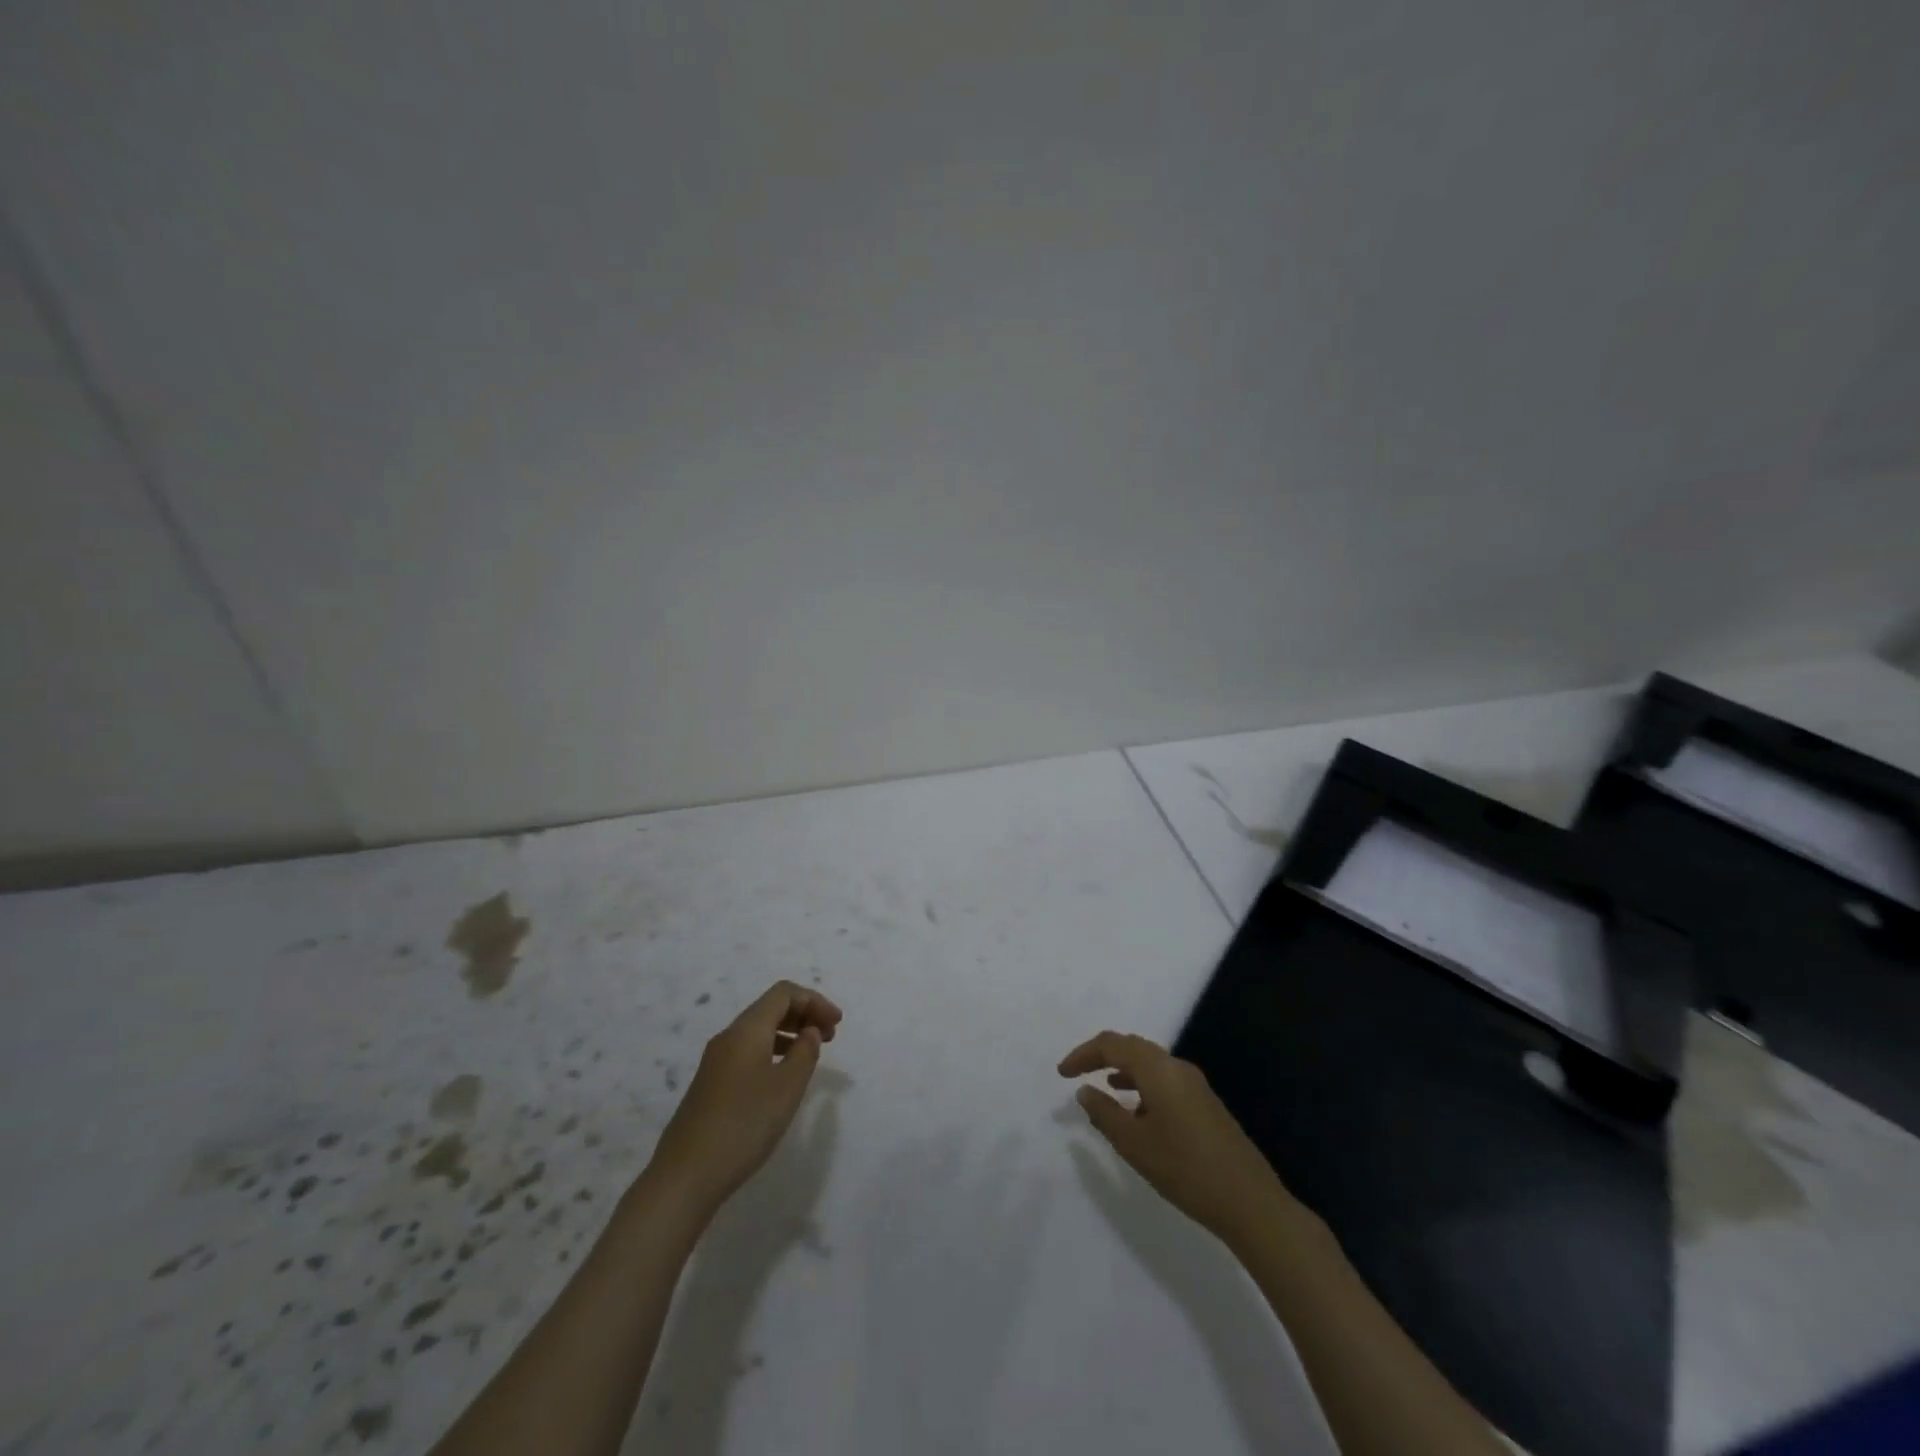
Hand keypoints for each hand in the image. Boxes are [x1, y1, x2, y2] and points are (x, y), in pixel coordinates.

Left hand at [648, 981, 842, 1214]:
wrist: (685, 1176)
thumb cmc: (743, 1125)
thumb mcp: (787, 1088)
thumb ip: (805, 1052)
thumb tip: (809, 1031)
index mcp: (746, 1030)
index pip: (783, 993)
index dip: (814, 1000)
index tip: (838, 1023)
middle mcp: (728, 1037)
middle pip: (770, 1008)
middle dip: (804, 1014)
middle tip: (831, 1036)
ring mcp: (716, 1062)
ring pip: (759, 1031)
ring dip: (789, 1033)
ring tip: (812, 1054)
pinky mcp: (711, 1084)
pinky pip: (749, 1051)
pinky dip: (773, 1051)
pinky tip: (783, 1077)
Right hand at [1059, 1030, 1297, 1244]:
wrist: (1250, 1202)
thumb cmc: (1185, 1169)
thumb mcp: (1134, 1145)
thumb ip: (1104, 1113)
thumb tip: (1085, 1090)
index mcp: (1158, 1069)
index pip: (1112, 1044)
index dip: (1083, 1054)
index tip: (1062, 1073)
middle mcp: (1177, 1067)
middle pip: (1132, 1047)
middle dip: (1102, 1056)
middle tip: (1078, 1073)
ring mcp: (1195, 1085)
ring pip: (1150, 1064)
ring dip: (1123, 1071)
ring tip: (1103, 1090)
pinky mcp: (1205, 1104)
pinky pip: (1164, 1080)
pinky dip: (1142, 1086)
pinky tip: (1137, 1112)